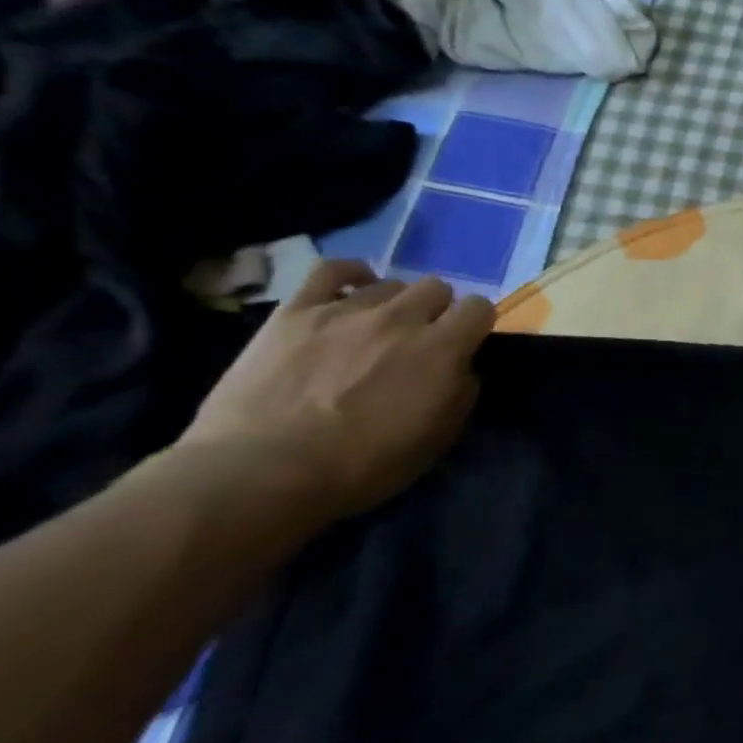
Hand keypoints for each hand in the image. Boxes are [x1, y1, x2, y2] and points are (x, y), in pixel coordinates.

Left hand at [179, 261, 495, 522]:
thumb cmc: (361, 466)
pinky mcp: (296, 311)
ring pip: (390, 283)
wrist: (263, 472)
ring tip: (376, 329)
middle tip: (419, 340)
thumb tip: (461, 369)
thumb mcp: (436, 440)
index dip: (475, 325)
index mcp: (441, 349)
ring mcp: (346, 310)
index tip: (463, 345)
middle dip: (436, 310)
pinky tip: (351, 289)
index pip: (479, 308)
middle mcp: (401, 318)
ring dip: (393, 303)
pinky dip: (349, 275)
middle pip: (436, 287)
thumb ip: (460, 394)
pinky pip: (331, 270)